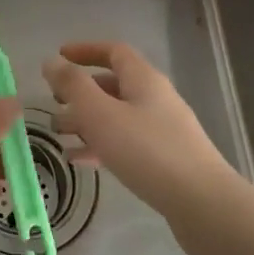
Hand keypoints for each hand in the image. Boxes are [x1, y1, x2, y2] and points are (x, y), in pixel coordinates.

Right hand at [43, 41, 236, 218]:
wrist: (202, 204)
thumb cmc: (147, 151)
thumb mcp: (100, 114)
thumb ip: (72, 86)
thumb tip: (51, 61)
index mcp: (143, 79)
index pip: (113, 51)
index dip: (85, 50)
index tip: (59, 57)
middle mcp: (155, 98)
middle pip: (114, 84)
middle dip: (80, 91)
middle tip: (53, 102)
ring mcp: (163, 130)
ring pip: (117, 116)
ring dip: (86, 120)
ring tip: (58, 134)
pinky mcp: (165, 159)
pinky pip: (126, 143)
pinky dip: (101, 145)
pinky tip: (79, 161)